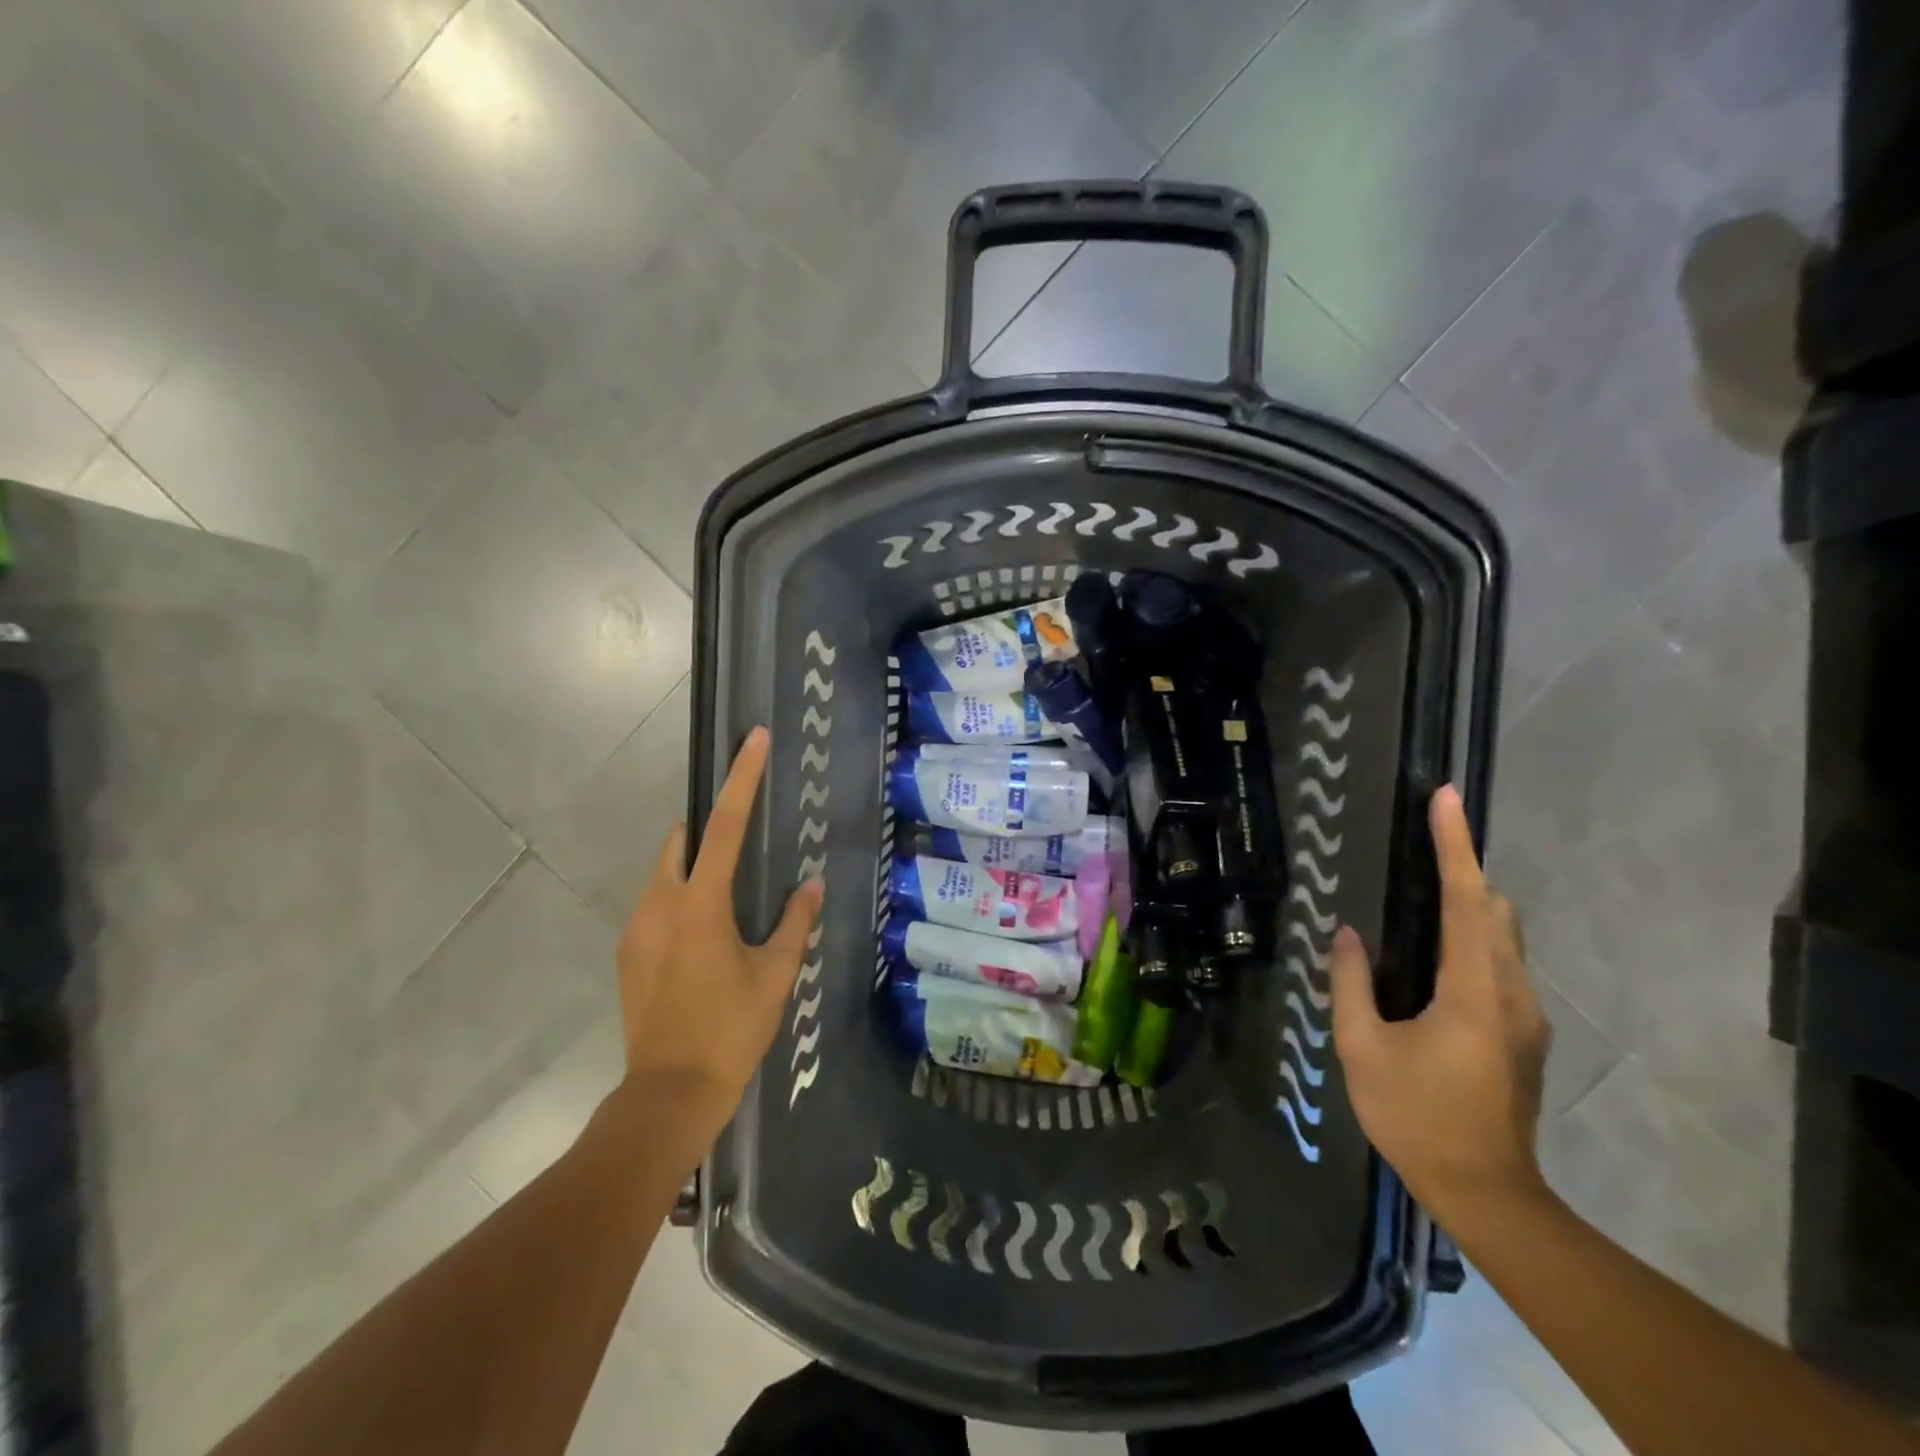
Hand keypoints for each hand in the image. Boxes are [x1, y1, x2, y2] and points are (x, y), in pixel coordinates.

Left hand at [616, 727, 823, 1146]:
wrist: (668, 1093)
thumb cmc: (731, 1029)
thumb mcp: (775, 974)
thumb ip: (794, 922)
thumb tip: (809, 884)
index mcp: (701, 904)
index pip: (726, 825)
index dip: (743, 779)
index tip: (754, 739)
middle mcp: (660, 904)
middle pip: (680, 843)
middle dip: (706, 831)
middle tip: (740, 846)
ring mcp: (636, 929)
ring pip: (663, 876)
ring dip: (692, 871)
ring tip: (726, 905)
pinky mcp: (627, 953)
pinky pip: (654, 906)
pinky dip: (678, 902)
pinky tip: (702, 941)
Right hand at [1328, 785, 1551, 1225]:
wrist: (1487, 1193)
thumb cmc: (1415, 1116)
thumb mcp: (1362, 1048)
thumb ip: (1351, 983)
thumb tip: (1348, 933)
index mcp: (1473, 990)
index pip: (1465, 899)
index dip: (1453, 845)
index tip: (1445, 798)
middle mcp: (1511, 992)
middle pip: (1496, 910)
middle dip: (1464, 867)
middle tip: (1427, 840)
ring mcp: (1525, 1015)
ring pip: (1504, 936)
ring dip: (1470, 902)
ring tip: (1424, 888)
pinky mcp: (1524, 1033)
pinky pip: (1500, 963)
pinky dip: (1473, 936)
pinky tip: (1435, 954)